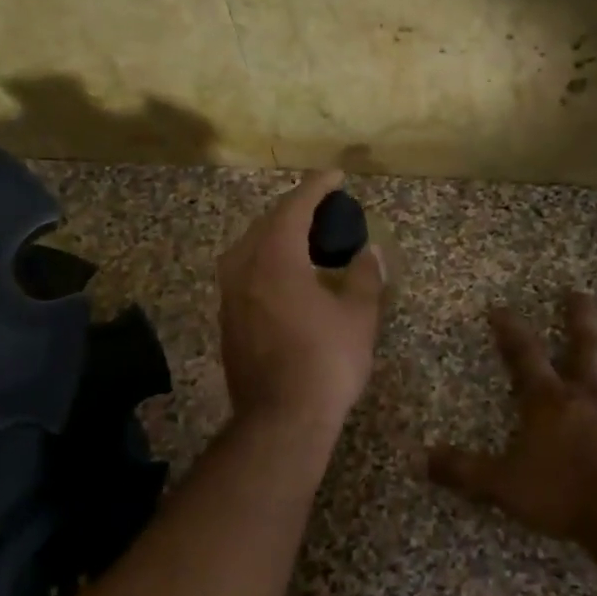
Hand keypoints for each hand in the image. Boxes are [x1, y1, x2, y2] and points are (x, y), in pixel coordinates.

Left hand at [218, 171, 386, 432]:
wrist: (281, 419)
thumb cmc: (326, 363)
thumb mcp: (359, 317)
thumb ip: (365, 277)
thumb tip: (370, 253)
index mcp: (275, 257)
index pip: (295, 207)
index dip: (317, 187)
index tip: (336, 176)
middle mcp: (243, 267)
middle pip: (266, 223)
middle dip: (295, 210)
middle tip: (323, 208)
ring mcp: (229, 295)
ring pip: (249, 248)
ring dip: (276, 236)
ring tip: (303, 239)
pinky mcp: (226, 320)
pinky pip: (244, 273)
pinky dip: (265, 262)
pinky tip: (284, 276)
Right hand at [428, 292, 596, 545]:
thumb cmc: (563, 496)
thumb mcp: (502, 485)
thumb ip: (463, 470)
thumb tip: (421, 459)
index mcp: (551, 403)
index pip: (524, 357)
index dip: (510, 331)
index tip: (500, 307)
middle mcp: (593, 395)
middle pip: (586, 346)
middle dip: (581, 317)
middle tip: (581, 291)